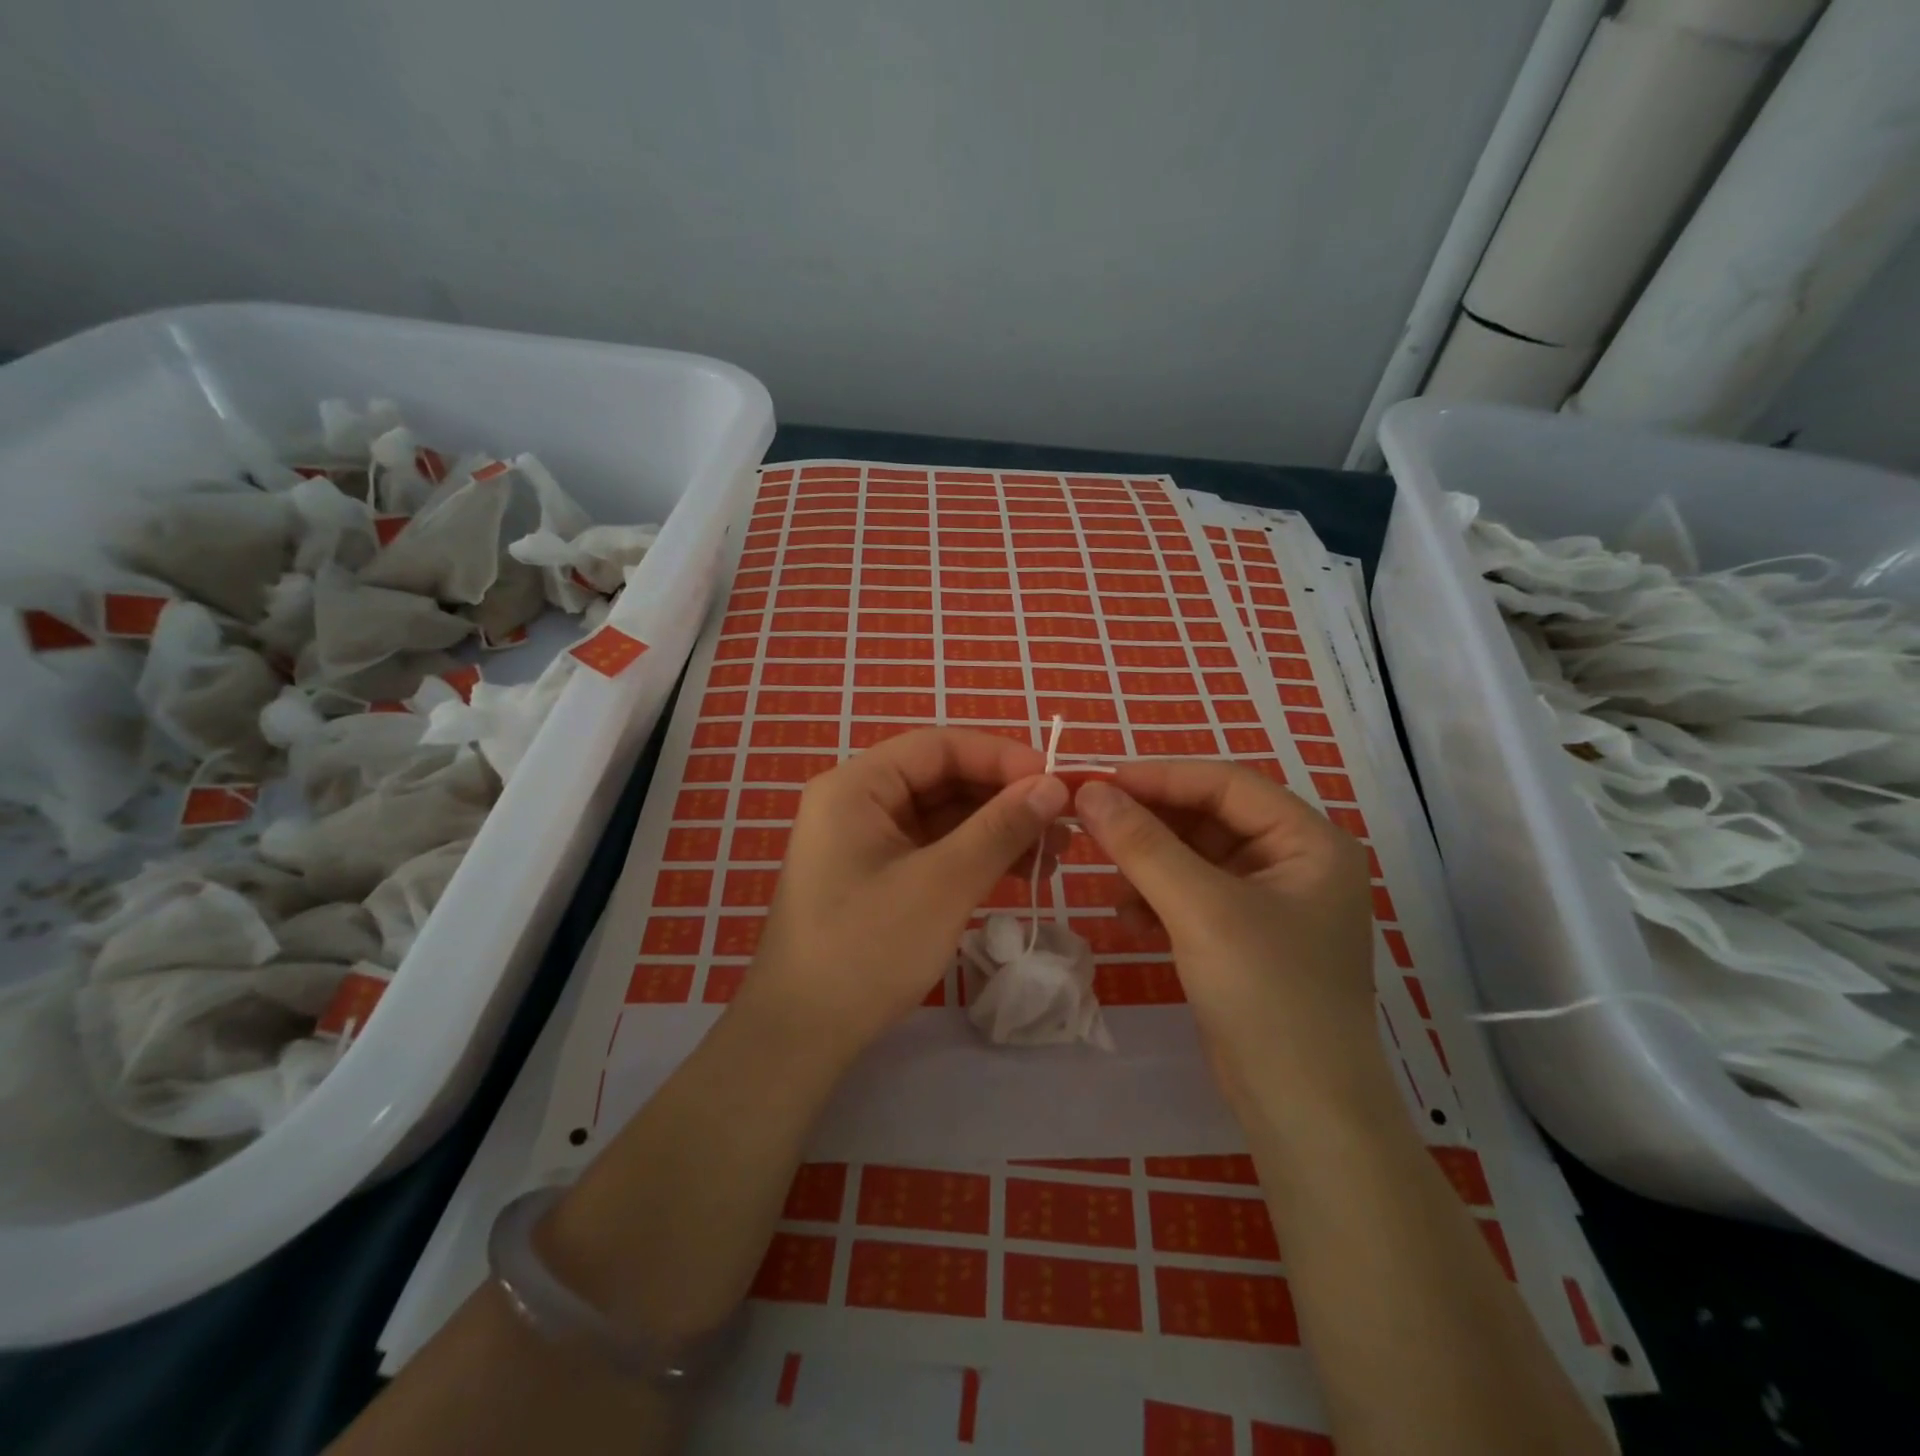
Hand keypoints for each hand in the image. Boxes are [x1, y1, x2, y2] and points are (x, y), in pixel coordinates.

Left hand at [742, 728, 1069, 1053]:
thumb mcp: (943, 884)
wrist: (802, 1035)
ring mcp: (866, 840)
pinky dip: (977, 855)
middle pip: (943, 778)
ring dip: (998, 829)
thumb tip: (1053, 785)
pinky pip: (935, 847)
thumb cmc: (867, 949)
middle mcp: (858, 801)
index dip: (1002, 757)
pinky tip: (1021, 872)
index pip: (939, 746)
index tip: (1056, 781)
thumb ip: (1000, 828)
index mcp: (857, 785)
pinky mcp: (878, 874)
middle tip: (1064, 822)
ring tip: (1055, 853)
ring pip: (945, 815)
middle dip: (1005, 797)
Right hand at [1073, 762, 1381, 1107]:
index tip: (1097, 781)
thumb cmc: (1267, 996)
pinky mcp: (1245, 937)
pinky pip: (1193, 894)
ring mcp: (1271, 902)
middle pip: (1209, 818)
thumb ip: (1143, 844)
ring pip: (1195, 856)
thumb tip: (1089, 791)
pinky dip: (1158, 899)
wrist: (1303, 1113)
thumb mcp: (1200, 910)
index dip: (1159, 777)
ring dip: (1149, 864)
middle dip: (1150, 824)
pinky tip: (1129, 919)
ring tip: (1110, 883)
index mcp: (1309, 841)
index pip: (1226, 784)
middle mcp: (1295, 861)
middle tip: (1089, 823)